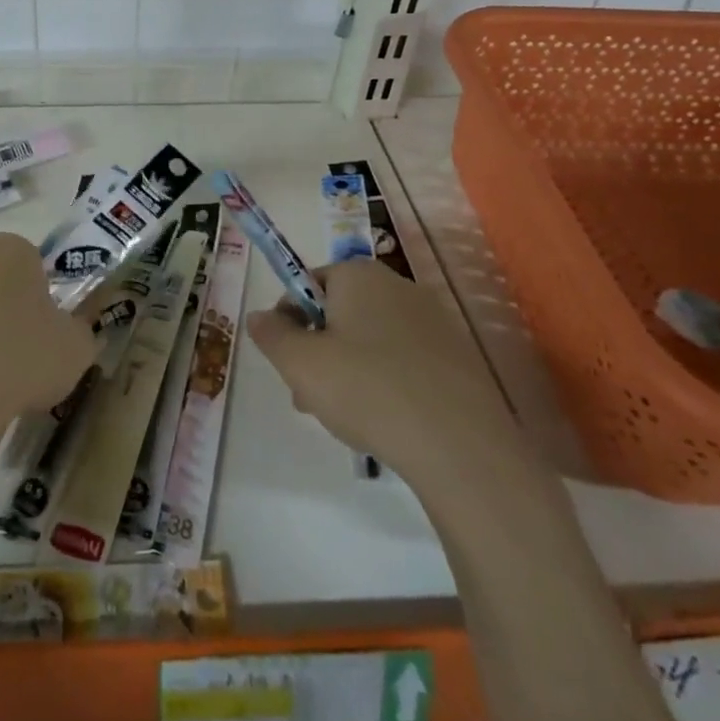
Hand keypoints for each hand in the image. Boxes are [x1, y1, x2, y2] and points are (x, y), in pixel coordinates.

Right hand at [246, 258, 523, 496]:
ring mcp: (434, 320)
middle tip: (309, 396)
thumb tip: (259, 317)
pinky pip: (406, 361)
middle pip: (340, 312)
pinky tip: (386, 422)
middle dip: (319, 350)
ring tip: (345, 418)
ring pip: (372, 340)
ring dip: (349, 370)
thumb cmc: (367, 389)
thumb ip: (271, 334)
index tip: (288, 360)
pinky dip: (387, 383)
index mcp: (358, 274)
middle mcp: (397, 285)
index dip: (290, 320)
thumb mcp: (299, 363)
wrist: (460, 446)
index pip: (309, 284)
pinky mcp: (458, 357)